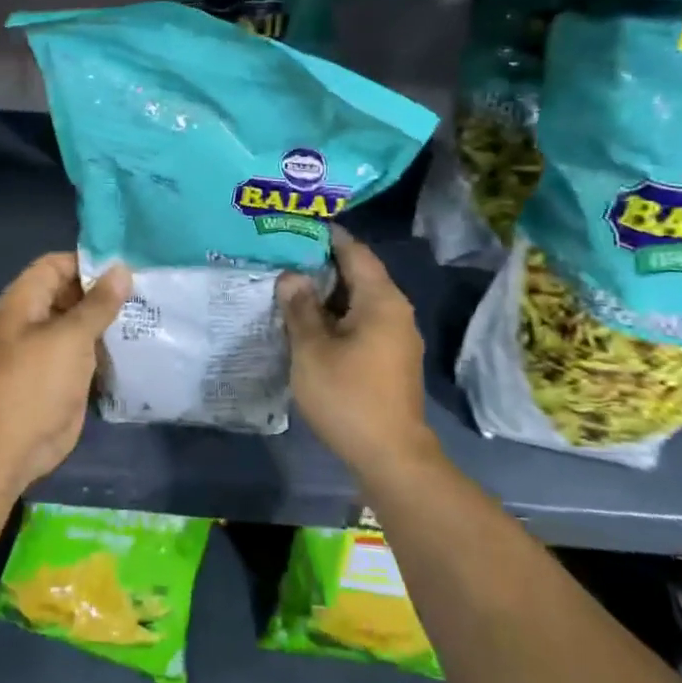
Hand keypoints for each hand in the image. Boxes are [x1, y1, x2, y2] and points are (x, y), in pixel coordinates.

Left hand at [0, 252, 130, 490]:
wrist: (17, 445)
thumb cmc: (37, 382)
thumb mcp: (71, 336)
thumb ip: (99, 302)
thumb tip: (123, 268)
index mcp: (25, 301)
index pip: (56, 264)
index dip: (87, 261)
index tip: (126, 266)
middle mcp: (35, 318)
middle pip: (71, 290)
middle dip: (104, 289)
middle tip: (146, 288)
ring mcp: (49, 346)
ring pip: (82, 320)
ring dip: (110, 317)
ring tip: (149, 309)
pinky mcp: (64, 371)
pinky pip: (88, 347)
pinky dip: (108, 342)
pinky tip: (138, 339)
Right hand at [279, 227, 435, 474]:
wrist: (390, 456)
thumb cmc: (348, 396)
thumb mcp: (312, 349)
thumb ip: (300, 308)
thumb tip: (292, 276)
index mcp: (381, 300)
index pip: (355, 251)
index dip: (328, 236)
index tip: (297, 226)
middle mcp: (396, 310)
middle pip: (359, 274)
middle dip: (323, 264)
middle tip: (284, 257)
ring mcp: (397, 336)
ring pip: (360, 301)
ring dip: (329, 293)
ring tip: (291, 288)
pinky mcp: (392, 358)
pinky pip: (363, 322)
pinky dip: (338, 316)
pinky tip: (311, 324)